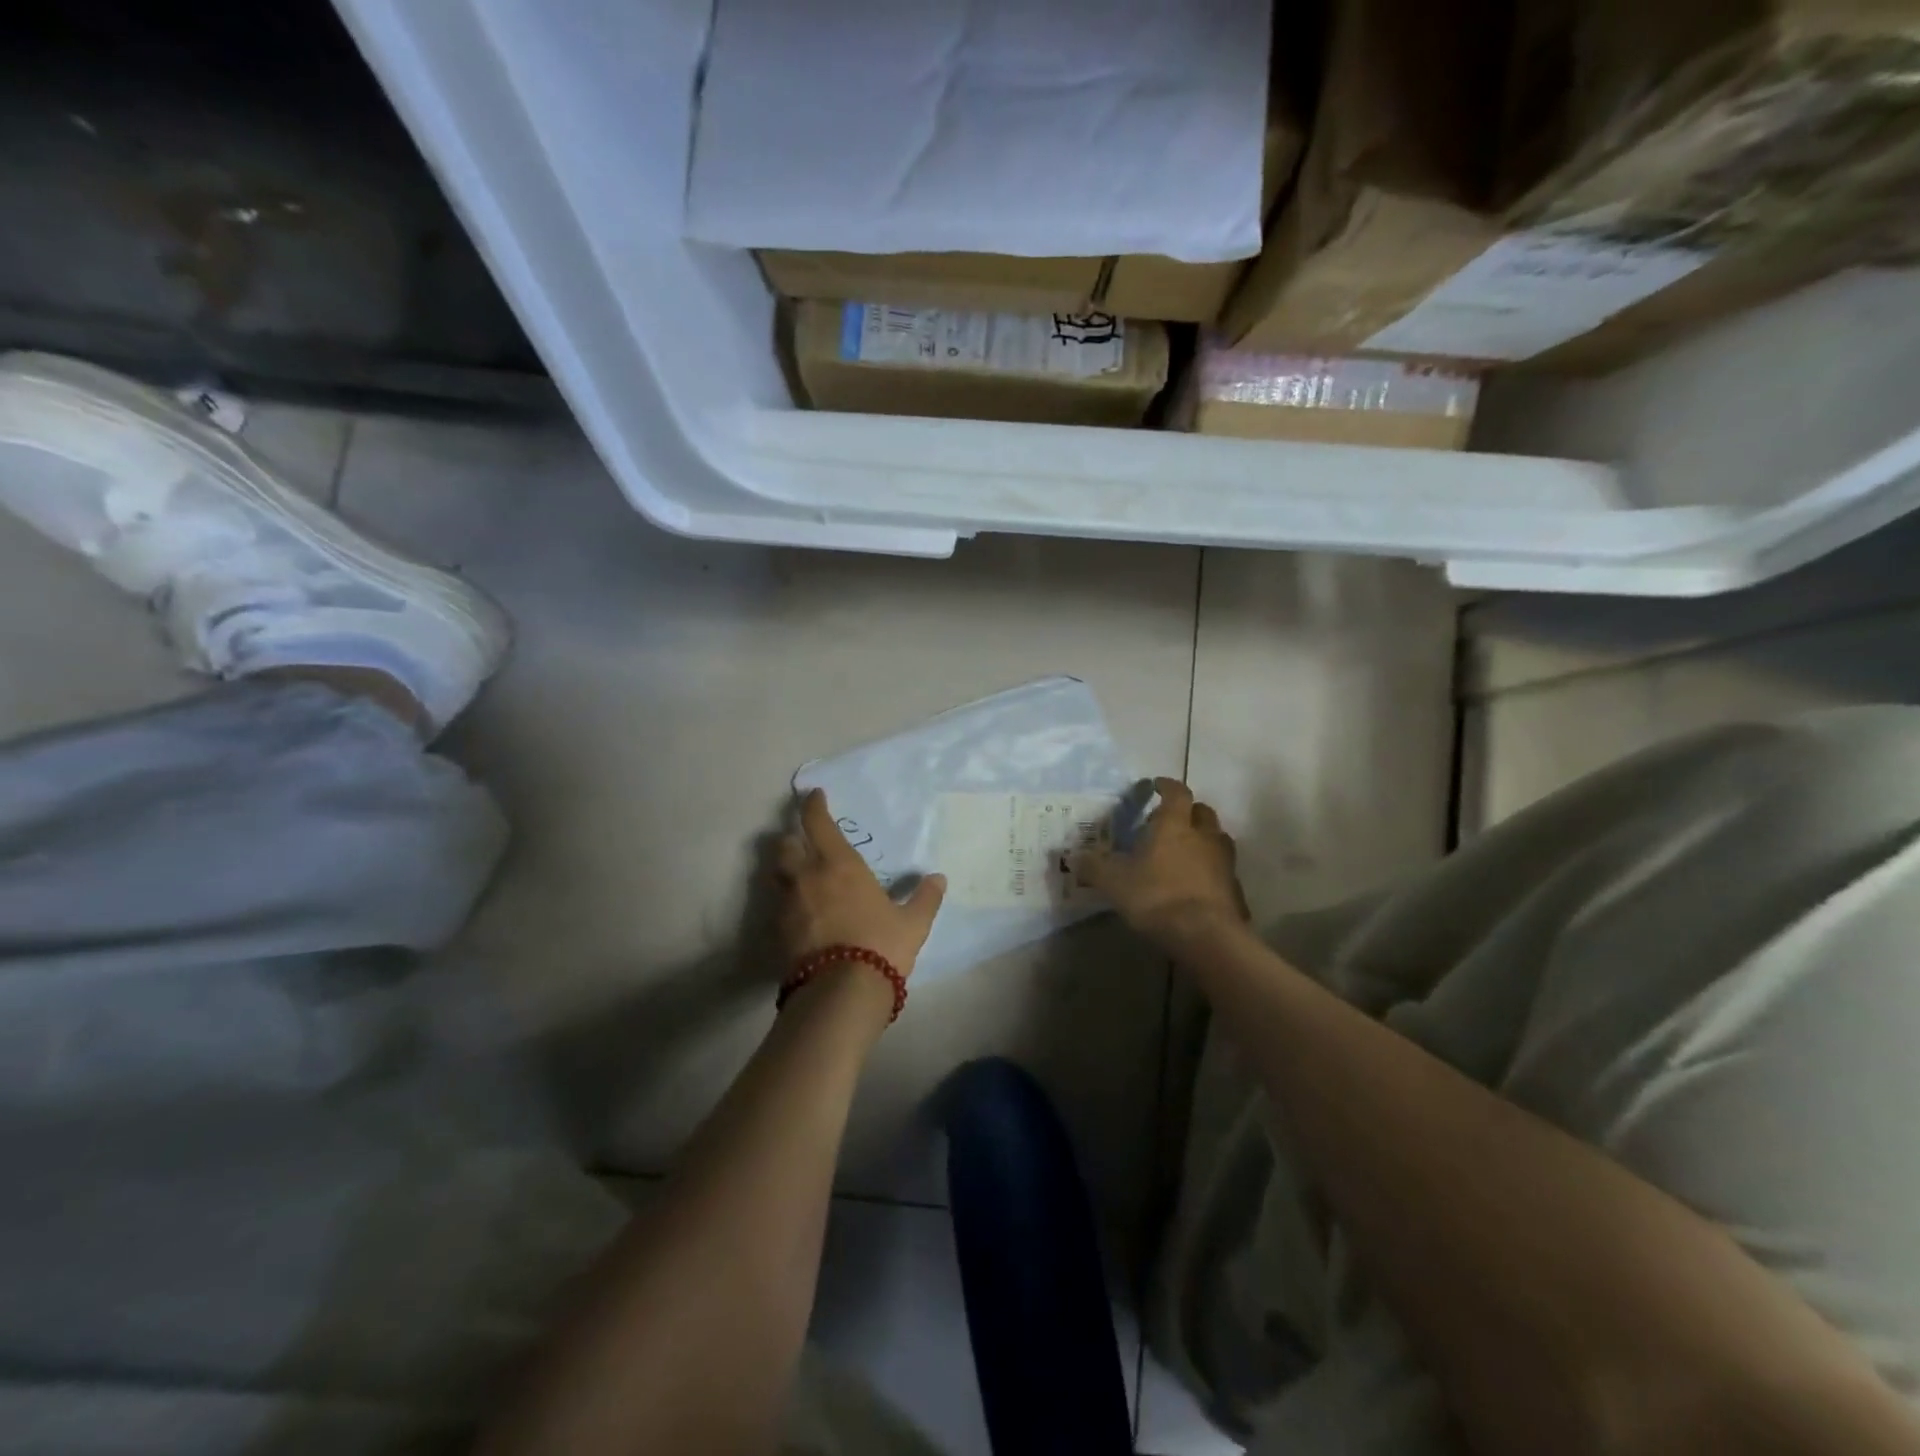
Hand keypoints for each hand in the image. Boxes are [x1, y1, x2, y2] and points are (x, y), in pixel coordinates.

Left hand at [774, 789, 946, 978]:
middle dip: (792, 839)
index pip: (818, 823)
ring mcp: (788, 905)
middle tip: (804, 842)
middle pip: (786, 845)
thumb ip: (924, 898)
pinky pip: (779, 906)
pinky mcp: (778, 933)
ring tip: (801, 877)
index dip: (813, 806)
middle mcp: (807, 877)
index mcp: (839, 865)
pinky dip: (788, 902)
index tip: (813, 796)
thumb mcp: (912, 923)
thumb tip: (938, 879)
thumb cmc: (880, 945)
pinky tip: (802, 913)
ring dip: (785, 870)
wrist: (841, 992)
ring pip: (777, 875)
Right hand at [1082, 778, 1247, 945]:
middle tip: (1170, 821)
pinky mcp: (1234, 888)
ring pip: (1216, 838)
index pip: (1176, 793)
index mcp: (1174, 825)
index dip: (1167, 786)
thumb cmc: (1157, 896)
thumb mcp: (1114, 882)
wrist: (1206, 935)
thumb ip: (1094, 867)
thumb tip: (1073, 857)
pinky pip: (1223, 868)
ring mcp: (1224, 861)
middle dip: (1188, 812)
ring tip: (1184, 851)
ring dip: (1203, 839)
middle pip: (1202, 812)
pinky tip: (1197, 883)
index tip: (1156, 785)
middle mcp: (1204, 835)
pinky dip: (1211, 869)